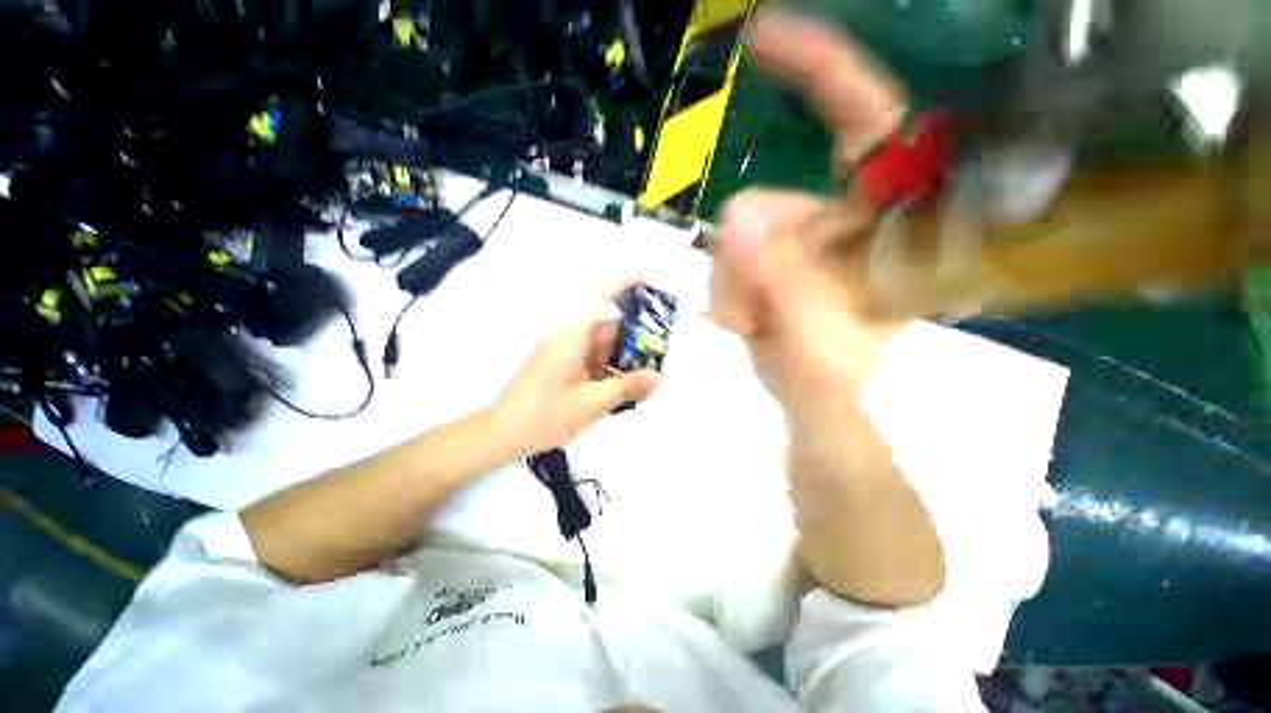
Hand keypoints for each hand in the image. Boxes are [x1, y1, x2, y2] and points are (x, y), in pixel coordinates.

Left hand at [493, 282, 661, 455]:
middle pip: (607, 329)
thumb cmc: (546, 415)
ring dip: (623, 361)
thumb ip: (627, 387)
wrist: (503, 436)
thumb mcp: (592, 402)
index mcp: (572, 336)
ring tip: (648, 378)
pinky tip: (625, 389)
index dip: (623, 286)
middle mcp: (568, 339)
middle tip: (660, 355)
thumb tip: (657, 377)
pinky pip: (591, 362)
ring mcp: (564, 354)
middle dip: (634, 341)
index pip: (600, 300)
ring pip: (601, 349)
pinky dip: (609, 372)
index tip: (645, 280)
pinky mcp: (561, 369)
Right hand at [710, 11, 908, 420]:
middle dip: (744, 264)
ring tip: (752, 327)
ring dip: (732, 286)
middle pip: (765, 205)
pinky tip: (744, 321)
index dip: (821, 70)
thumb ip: (785, 289)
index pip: (865, 122)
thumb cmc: (832, 382)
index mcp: (884, 227)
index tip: (765, 38)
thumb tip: (737, 222)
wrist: (812, 401)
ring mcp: (799, 239)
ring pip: (735, 236)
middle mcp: (841, 220)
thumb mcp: (818, 344)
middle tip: (752, 317)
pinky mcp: (770, 258)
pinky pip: (726, 256)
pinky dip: (725, 291)